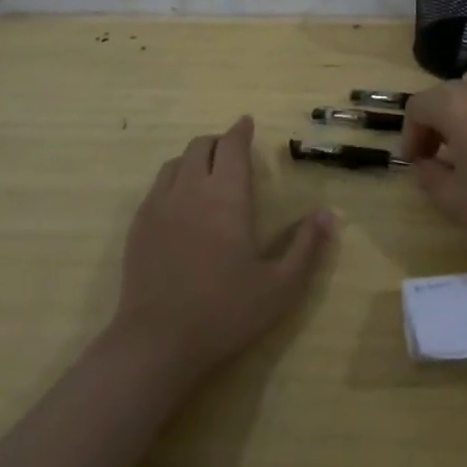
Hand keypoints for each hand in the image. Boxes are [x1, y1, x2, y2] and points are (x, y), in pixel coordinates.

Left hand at [109, 115, 333, 380]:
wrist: (156, 343)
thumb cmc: (225, 312)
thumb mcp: (280, 287)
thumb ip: (306, 246)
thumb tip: (328, 214)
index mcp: (227, 195)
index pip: (232, 145)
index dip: (240, 130)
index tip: (247, 123)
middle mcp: (191, 189)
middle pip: (201, 146)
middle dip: (218, 142)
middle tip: (232, 154)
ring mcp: (159, 205)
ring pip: (176, 162)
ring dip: (194, 159)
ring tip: (207, 176)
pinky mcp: (138, 225)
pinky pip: (157, 186)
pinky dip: (173, 181)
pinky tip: (180, 205)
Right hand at [401, 73, 466, 256]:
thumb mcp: (451, 198)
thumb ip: (427, 174)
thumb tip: (424, 162)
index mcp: (454, 105)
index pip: (418, 107)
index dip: (410, 134)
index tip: (416, 162)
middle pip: (445, 93)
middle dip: (435, 121)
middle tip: (437, 154)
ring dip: (464, 111)